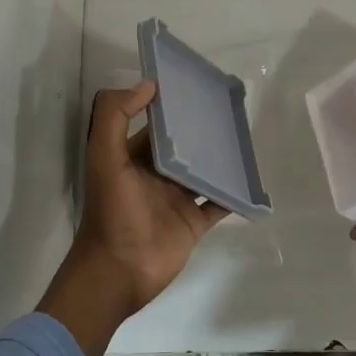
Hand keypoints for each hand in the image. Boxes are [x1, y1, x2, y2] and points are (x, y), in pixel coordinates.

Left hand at [38, 82, 227, 355]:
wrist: (119, 271)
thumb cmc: (111, 211)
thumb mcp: (104, 157)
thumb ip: (115, 117)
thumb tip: (148, 85)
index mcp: (134, 157)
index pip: (156, 125)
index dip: (172, 107)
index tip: (197, 87)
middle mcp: (157, 175)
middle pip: (184, 146)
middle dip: (202, 130)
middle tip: (230, 109)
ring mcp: (177, 199)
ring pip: (204, 172)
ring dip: (221, 158)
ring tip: (245, 135)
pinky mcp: (194, 223)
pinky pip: (219, 202)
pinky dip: (234, 192)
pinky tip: (251, 176)